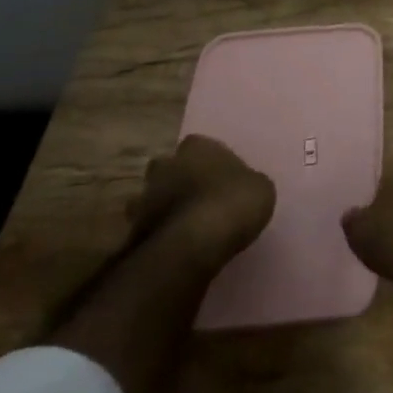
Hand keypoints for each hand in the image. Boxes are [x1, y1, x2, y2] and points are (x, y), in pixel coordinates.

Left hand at [134, 134, 275, 269]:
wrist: (194, 245)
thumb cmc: (232, 203)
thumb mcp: (260, 187)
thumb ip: (245, 182)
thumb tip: (241, 188)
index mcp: (196, 147)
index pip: (198, 144)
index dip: (208, 161)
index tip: (219, 176)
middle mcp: (166, 165)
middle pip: (168, 168)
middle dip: (177, 180)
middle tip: (197, 198)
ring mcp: (145, 198)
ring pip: (151, 198)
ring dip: (163, 208)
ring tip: (183, 227)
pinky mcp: (133, 232)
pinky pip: (147, 230)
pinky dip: (157, 236)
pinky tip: (174, 248)